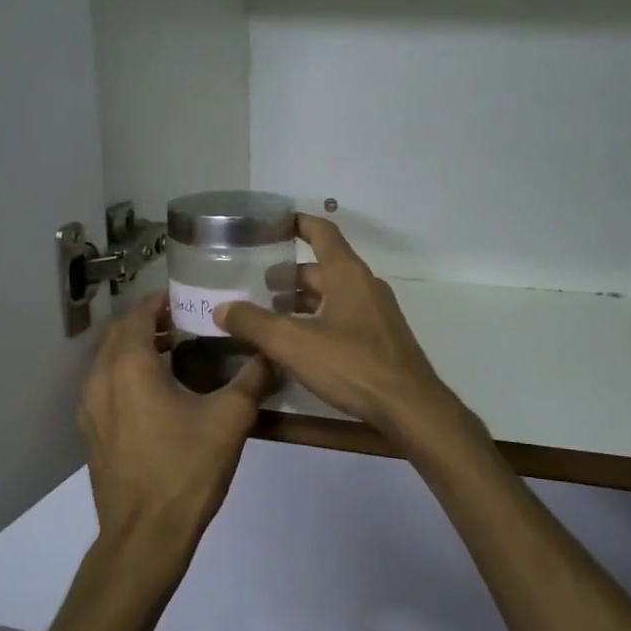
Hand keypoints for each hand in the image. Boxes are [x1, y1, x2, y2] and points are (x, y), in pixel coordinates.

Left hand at [78, 289, 271, 569]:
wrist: (145, 536)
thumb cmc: (186, 469)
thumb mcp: (231, 419)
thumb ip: (253, 379)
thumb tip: (272, 354)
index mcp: (129, 365)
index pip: (139, 312)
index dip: (163, 299)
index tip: (192, 297)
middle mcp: (100, 379)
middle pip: (121, 333)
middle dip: (152, 321)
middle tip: (190, 321)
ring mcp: (90, 408)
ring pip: (111, 360)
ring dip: (139, 347)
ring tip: (177, 351)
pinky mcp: (92, 432)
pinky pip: (107, 386)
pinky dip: (129, 374)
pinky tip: (160, 392)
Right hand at [215, 215, 461, 443]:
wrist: (409, 406)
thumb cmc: (352, 364)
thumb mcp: (293, 343)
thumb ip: (254, 323)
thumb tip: (221, 308)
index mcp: (348, 274)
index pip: (322, 233)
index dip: (297, 223)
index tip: (272, 223)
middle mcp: (365, 286)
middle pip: (323, 268)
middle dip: (290, 275)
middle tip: (256, 287)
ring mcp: (377, 313)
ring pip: (333, 295)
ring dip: (303, 301)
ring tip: (271, 317)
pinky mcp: (381, 339)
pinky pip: (344, 317)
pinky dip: (319, 320)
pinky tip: (300, 345)